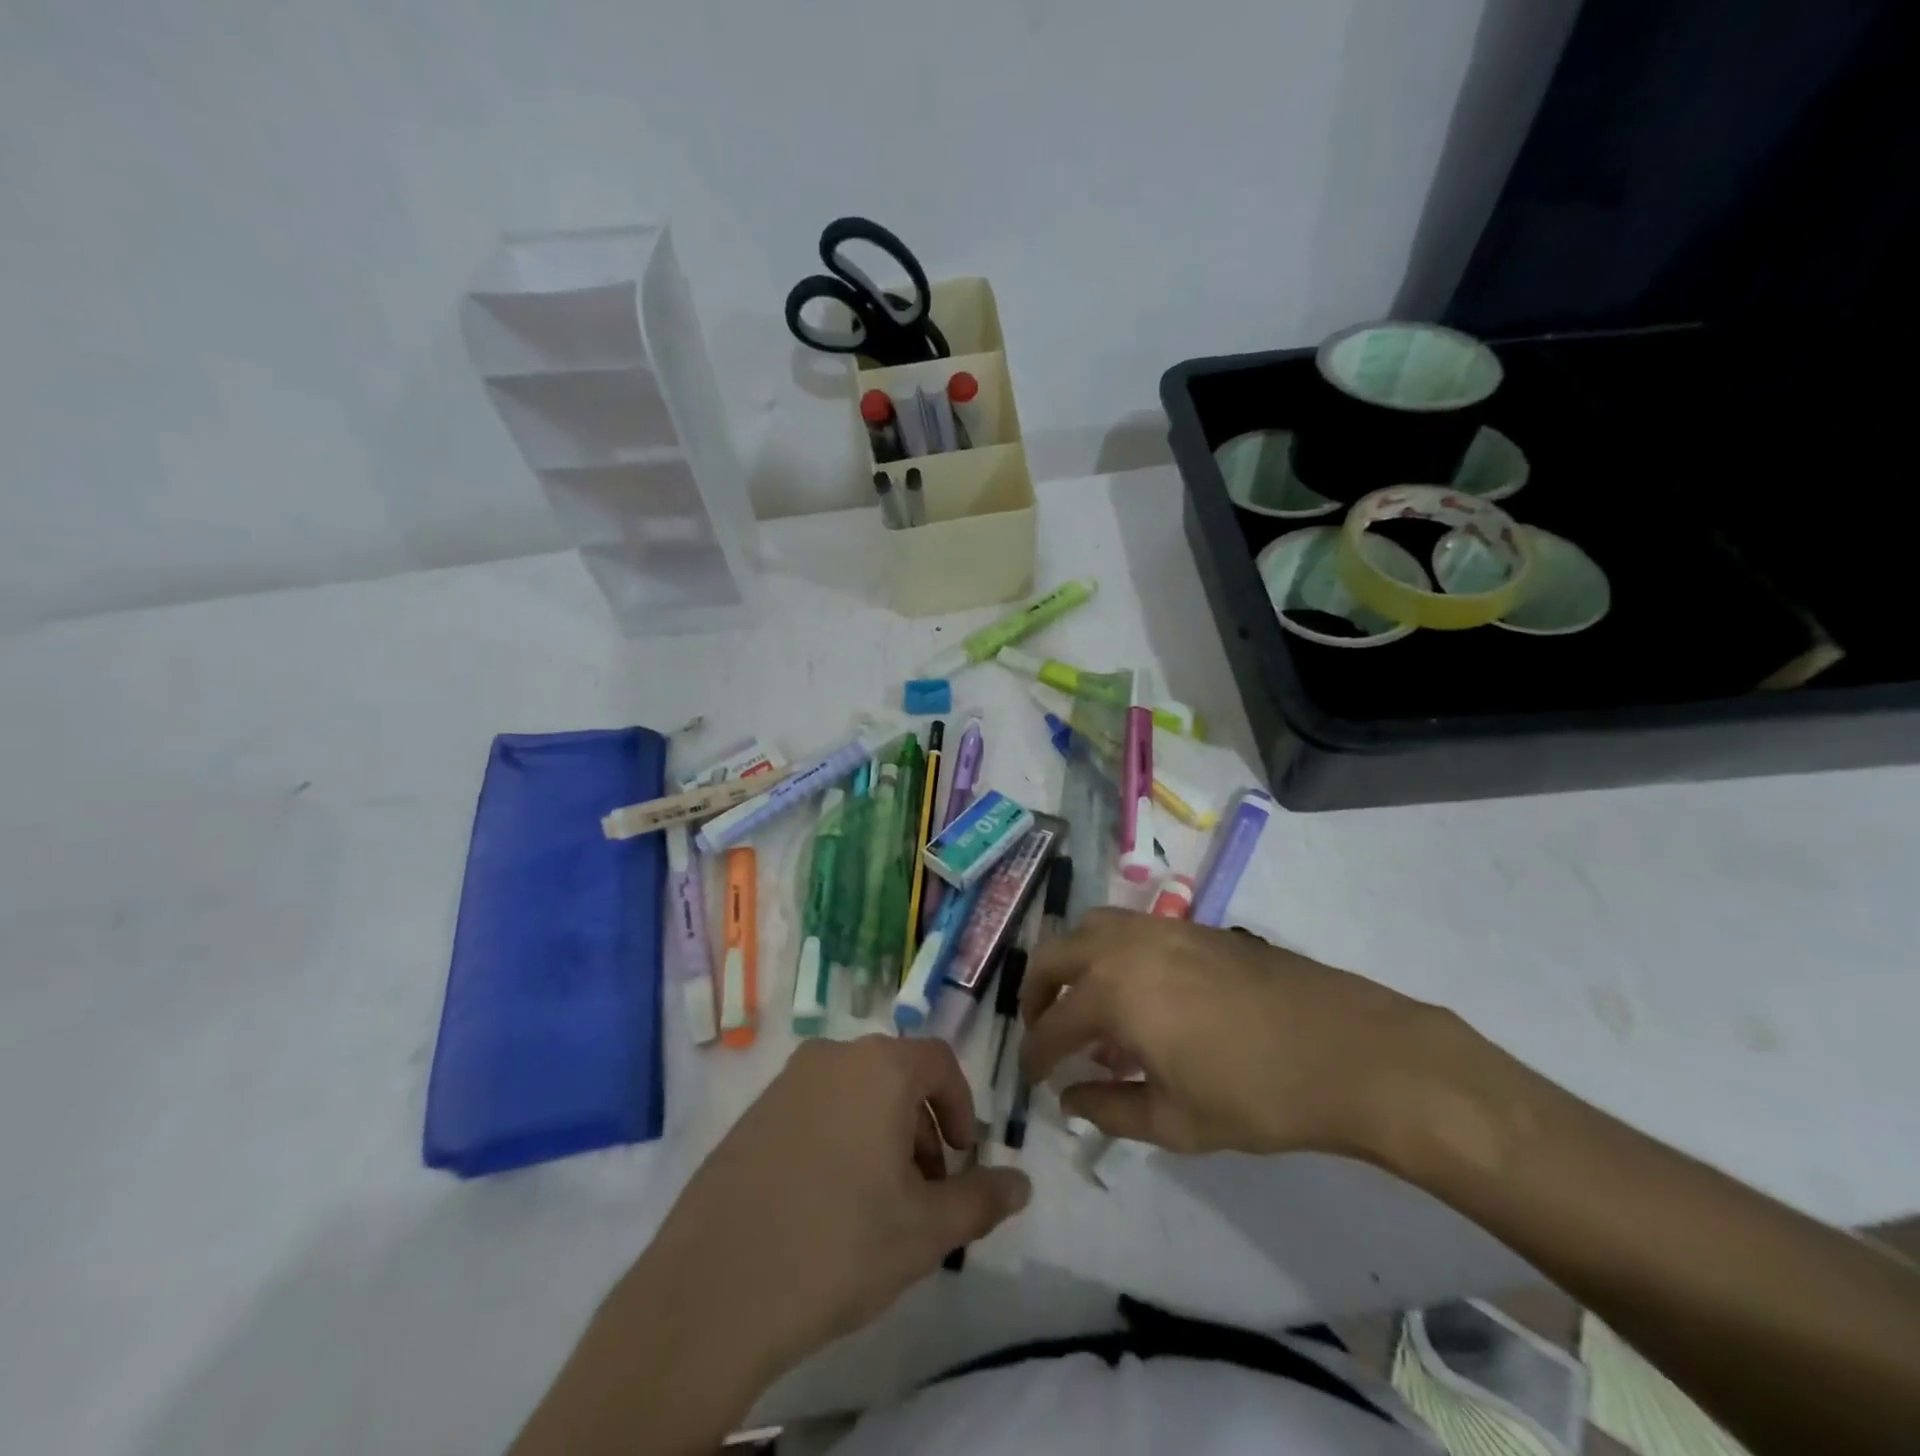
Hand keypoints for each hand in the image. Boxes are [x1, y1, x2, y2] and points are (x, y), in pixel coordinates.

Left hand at [634, 1036, 1030, 1378]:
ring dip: (880, 1133)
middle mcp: (832, 1057)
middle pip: (896, 1075)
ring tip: (878, 1202)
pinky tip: (826, 1202)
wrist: (714, 1289)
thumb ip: (981, 1199)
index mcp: (880, 1067)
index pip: (939, 1061)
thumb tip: (1023, 1183)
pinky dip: (838, 1138)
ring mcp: (786, 1082)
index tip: (963, 1157)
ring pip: (854, 1093)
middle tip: (924, 1189)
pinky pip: (814, 1109)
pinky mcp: (752, 1113)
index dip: (961, 1106)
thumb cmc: (839, 1245)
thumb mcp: (925, 1230)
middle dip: (922, 1126)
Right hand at [1019, 909, 1446, 1159]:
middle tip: (1042, 1029)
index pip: (1051, 1024)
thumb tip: (1068, 1099)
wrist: (1350, 1051)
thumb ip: (1110, 1109)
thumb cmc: (1259, 1096)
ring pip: (1090, 927)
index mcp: (1113, 993)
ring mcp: (1161, 928)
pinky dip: (1110, 952)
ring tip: (1084, 1001)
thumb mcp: (1177, 1121)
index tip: (1032, 1077)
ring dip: (1072, 960)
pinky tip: (1136, 991)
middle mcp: (1125, 946)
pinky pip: (1129, 928)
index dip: (1035, 1055)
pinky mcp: (1194, 926)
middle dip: (1035, 991)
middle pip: (1055, 954)